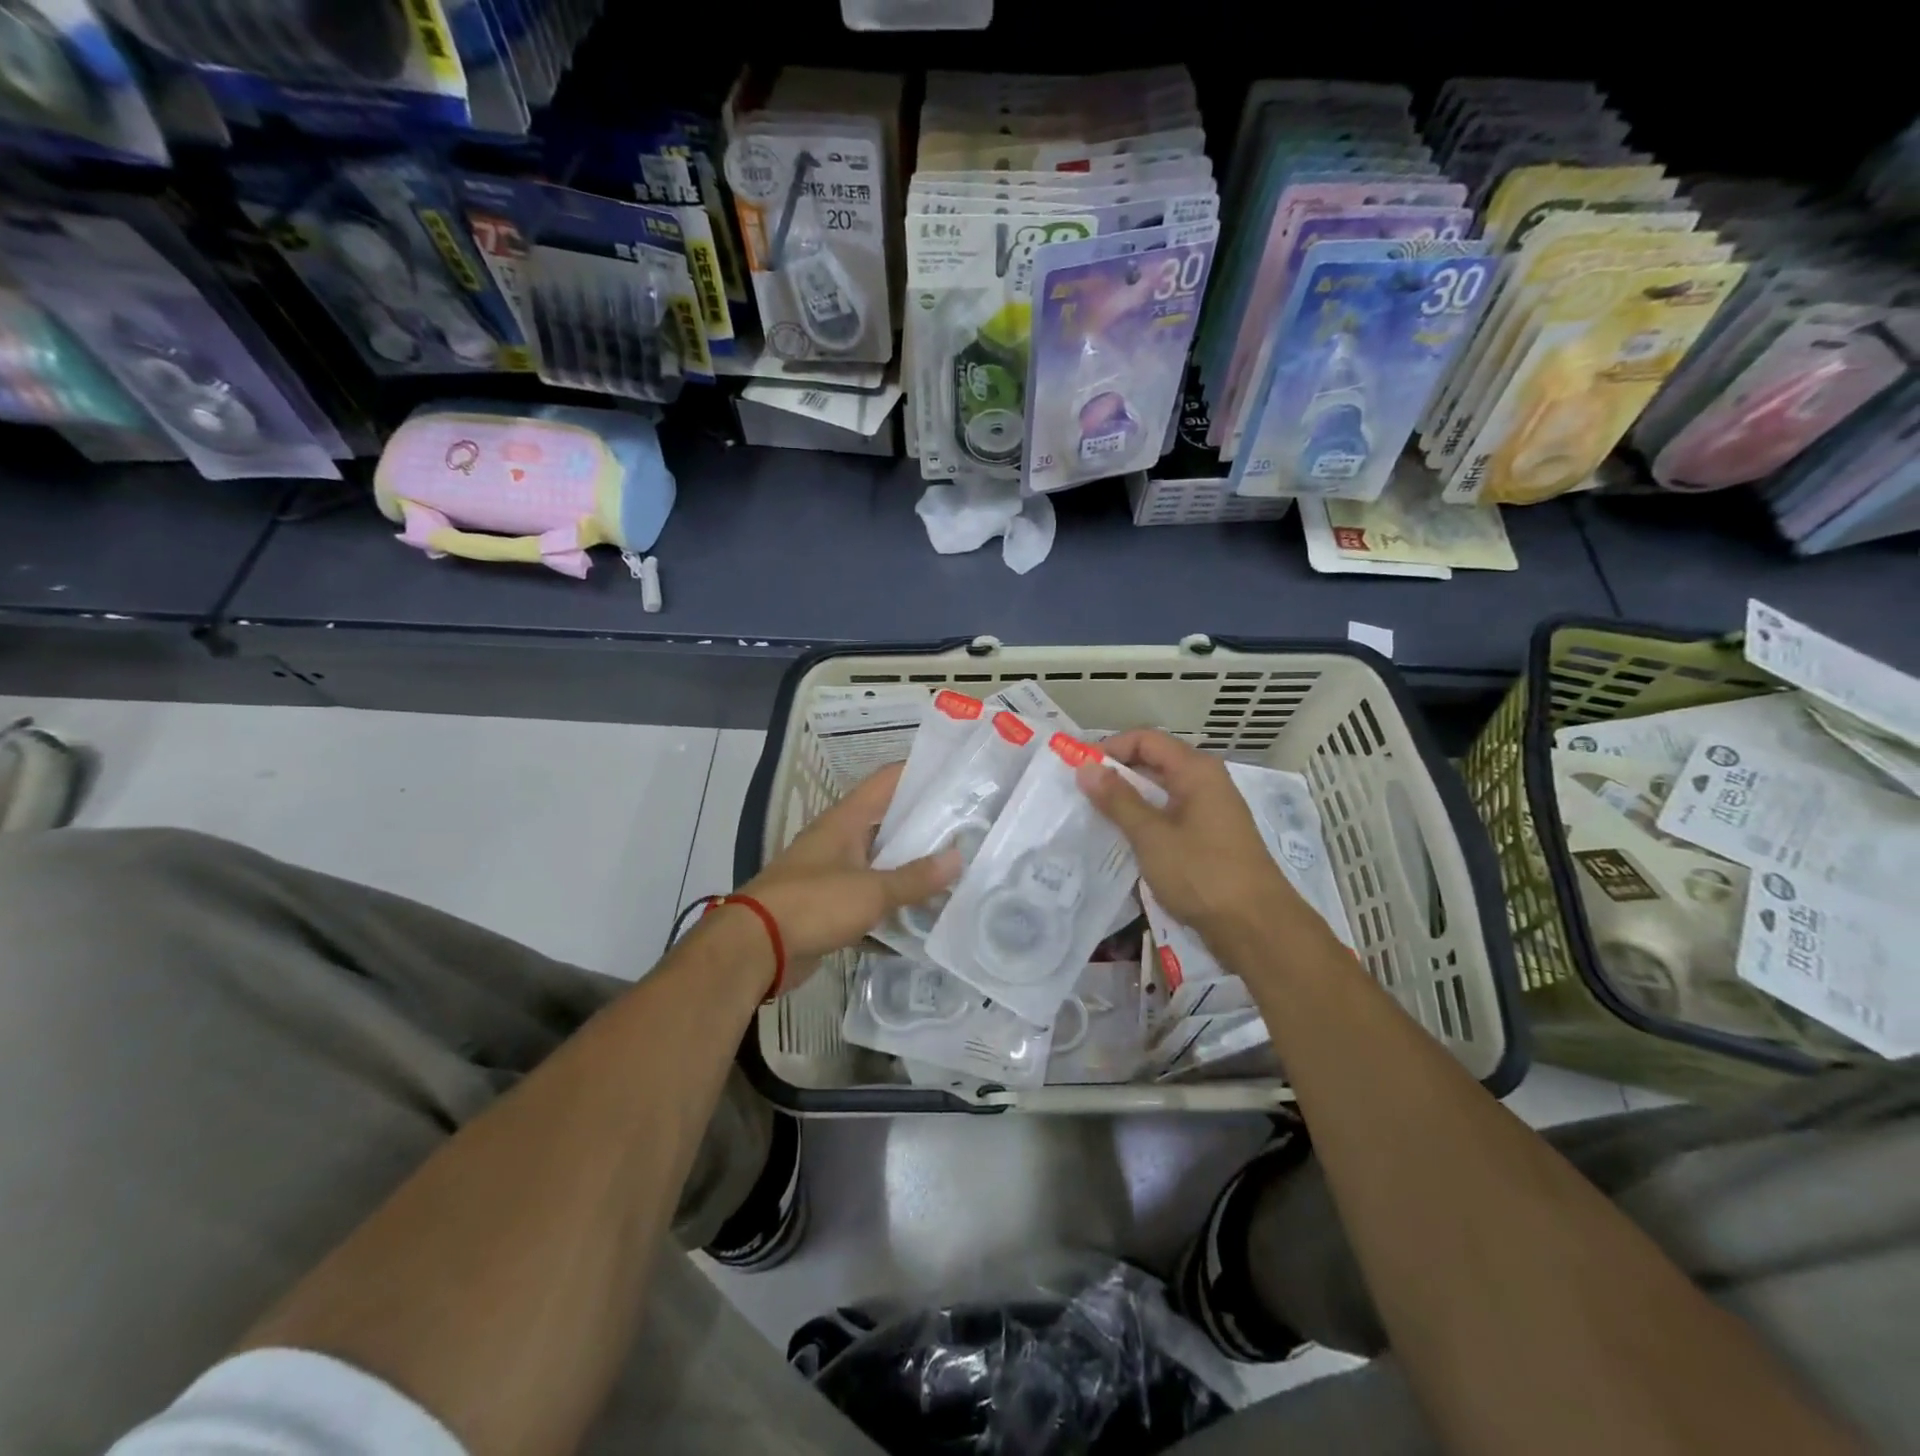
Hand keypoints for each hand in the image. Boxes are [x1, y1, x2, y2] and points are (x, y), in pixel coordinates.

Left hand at [734, 763, 958, 989]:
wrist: (757, 948)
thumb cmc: (814, 903)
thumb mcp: (871, 890)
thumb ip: (915, 877)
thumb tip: (958, 858)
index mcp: (846, 820)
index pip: (887, 781)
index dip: (920, 773)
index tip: (956, 777)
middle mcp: (839, 839)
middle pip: (887, 822)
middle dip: (925, 826)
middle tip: (968, 829)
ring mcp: (832, 873)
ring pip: (880, 863)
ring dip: (910, 869)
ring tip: (955, 871)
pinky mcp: (829, 906)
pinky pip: (868, 899)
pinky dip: (891, 907)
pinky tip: (923, 918)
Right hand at [1076, 730, 1303, 945]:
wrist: (1257, 927)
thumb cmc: (1202, 874)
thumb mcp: (1152, 836)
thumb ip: (1117, 799)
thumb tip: (1086, 768)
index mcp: (1196, 771)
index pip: (1145, 740)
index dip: (1110, 748)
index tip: (1079, 770)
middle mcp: (1206, 782)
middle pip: (1154, 762)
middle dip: (1116, 774)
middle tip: (1081, 794)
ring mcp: (1211, 811)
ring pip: (1161, 791)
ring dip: (1129, 800)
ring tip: (1095, 816)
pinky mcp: (1210, 837)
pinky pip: (1171, 815)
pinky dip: (1146, 820)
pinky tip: (1125, 839)